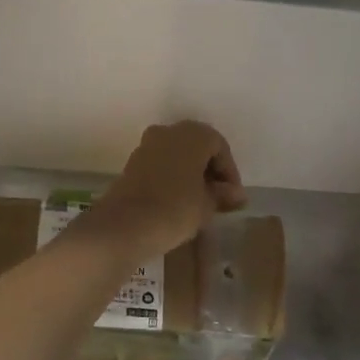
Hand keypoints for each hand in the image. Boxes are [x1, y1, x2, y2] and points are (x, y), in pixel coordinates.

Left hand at [91, 121, 244, 257]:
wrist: (124, 226)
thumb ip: (222, 195)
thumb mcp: (207, 205)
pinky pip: (160, 165)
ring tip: (200, 202)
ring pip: (177, 155)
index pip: (219, 146)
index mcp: (192, 135)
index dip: (229, 171)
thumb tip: (235, 194)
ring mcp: (146, 146)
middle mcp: (168, 132)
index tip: (233, 197)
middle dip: (210, 171)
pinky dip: (173, 178)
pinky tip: (178, 202)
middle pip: (197, 147)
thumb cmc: (175, 210)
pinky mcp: (131, 164)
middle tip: (219, 197)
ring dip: (190, 174)